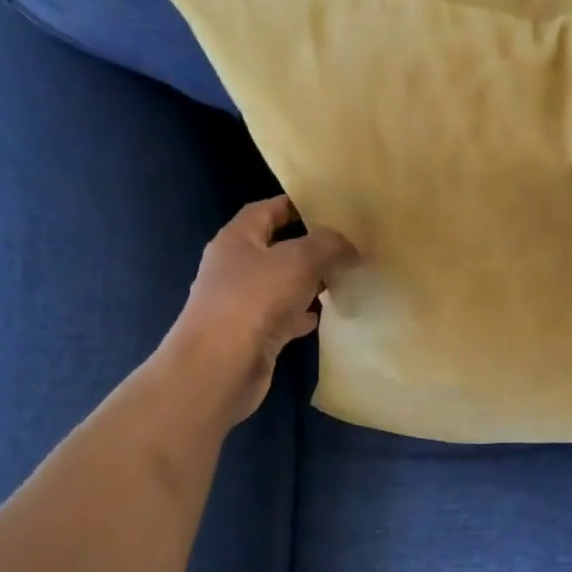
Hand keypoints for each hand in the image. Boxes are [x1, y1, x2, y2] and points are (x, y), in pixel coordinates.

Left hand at [161, 196, 355, 425]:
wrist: (220, 366)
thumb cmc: (255, 300)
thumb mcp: (300, 260)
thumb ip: (329, 246)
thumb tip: (350, 247)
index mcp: (236, 241)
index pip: (265, 211)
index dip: (293, 205)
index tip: (327, 207)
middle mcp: (235, 268)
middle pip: (275, 248)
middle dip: (308, 247)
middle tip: (345, 245)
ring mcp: (241, 303)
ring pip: (281, 284)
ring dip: (308, 282)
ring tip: (342, 278)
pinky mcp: (252, 334)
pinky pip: (282, 316)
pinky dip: (302, 314)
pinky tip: (324, 315)